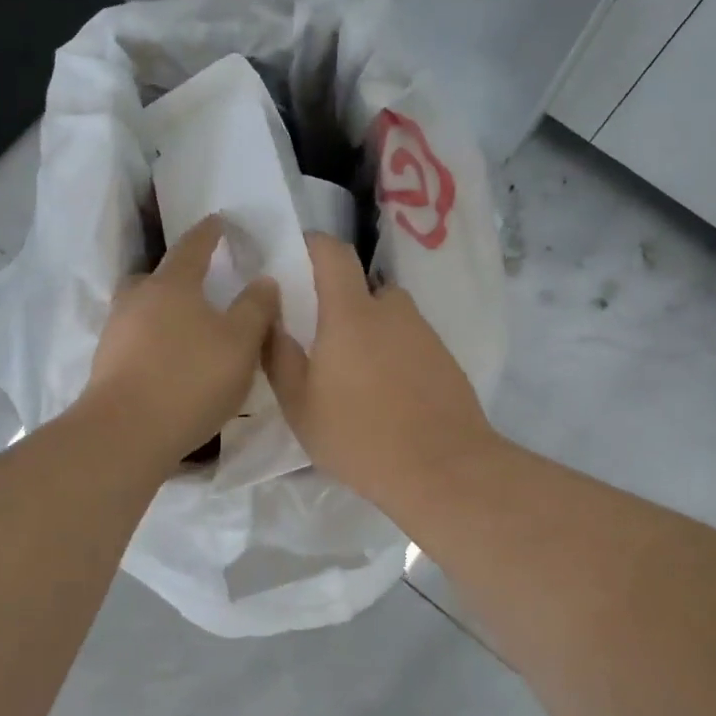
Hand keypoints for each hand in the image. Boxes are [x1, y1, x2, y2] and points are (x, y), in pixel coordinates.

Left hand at [80, 215, 280, 466]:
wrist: (126, 433)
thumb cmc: (191, 378)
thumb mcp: (241, 343)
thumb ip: (256, 308)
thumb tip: (263, 280)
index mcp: (172, 284)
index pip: (193, 246)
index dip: (209, 233)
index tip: (218, 220)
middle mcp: (137, 299)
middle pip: (156, 277)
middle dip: (177, 276)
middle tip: (198, 284)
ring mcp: (115, 333)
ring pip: (142, 310)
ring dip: (163, 313)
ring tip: (188, 330)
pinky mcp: (106, 366)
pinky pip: (135, 341)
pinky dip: (153, 343)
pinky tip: (170, 363)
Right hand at [264, 234, 497, 510]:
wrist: (445, 469)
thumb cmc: (360, 437)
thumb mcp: (300, 405)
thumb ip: (279, 357)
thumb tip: (271, 321)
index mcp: (351, 313)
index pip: (332, 252)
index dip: (310, 246)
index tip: (291, 262)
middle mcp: (391, 310)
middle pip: (361, 290)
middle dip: (339, 307)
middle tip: (320, 346)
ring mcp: (424, 333)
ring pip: (387, 319)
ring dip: (368, 335)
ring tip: (355, 382)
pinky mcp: (445, 359)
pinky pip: (409, 343)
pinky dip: (393, 357)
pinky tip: (387, 399)